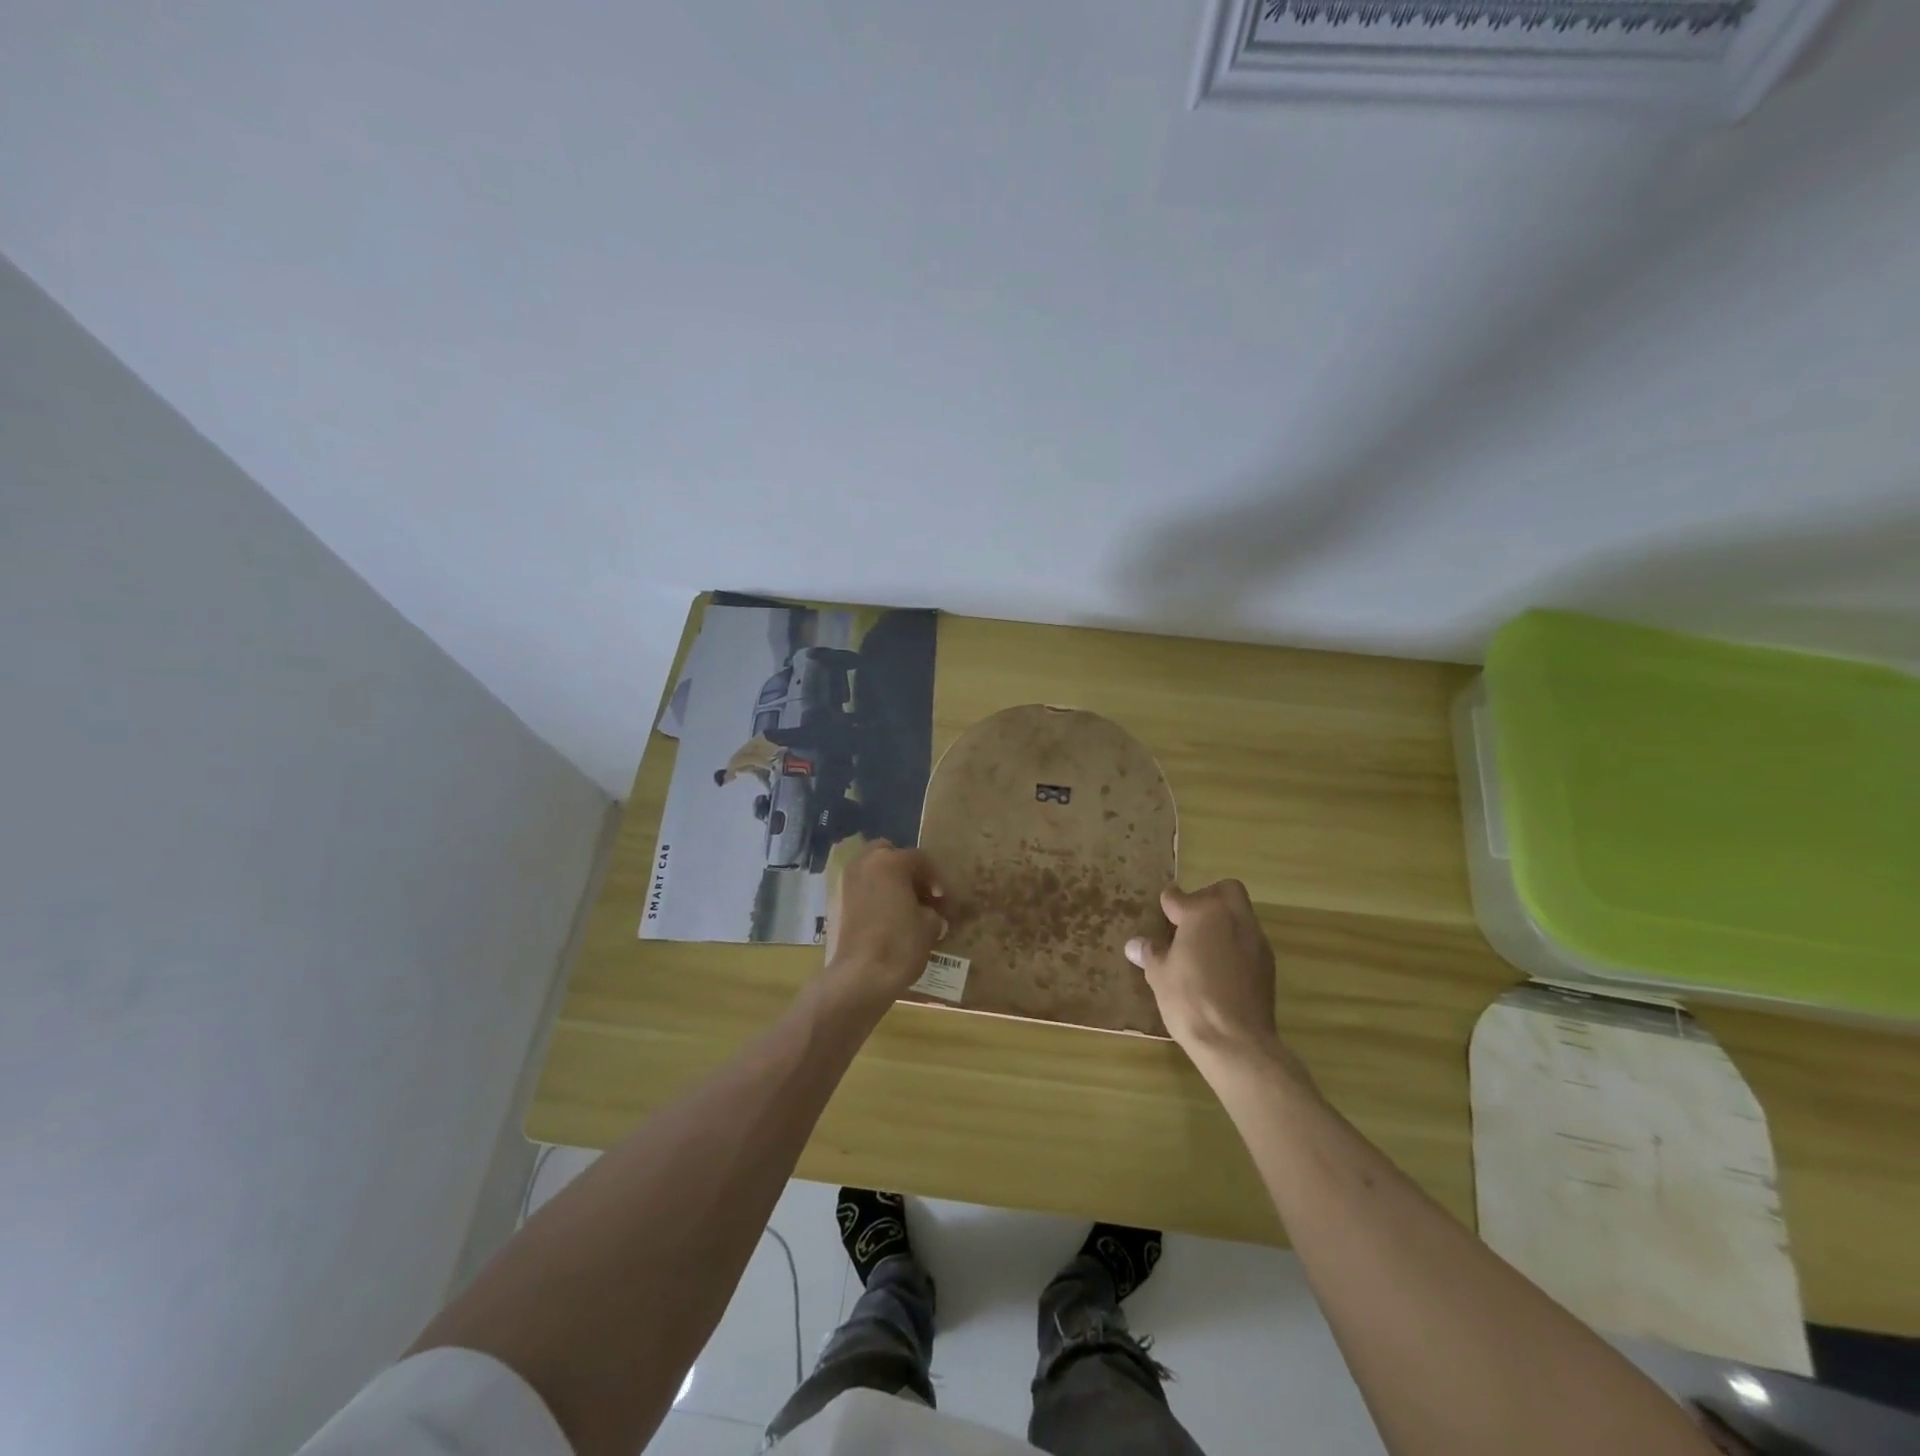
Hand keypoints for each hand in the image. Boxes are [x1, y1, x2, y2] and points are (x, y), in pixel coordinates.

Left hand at [822, 840, 946, 1005]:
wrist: (861, 976)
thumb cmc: (901, 944)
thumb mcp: (929, 925)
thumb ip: (932, 911)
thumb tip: (931, 914)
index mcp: (891, 861)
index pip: (920, 859)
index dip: (936, 878)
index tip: (944, 899)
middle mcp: (866, 863)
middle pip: (889, 853)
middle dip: (906, 869)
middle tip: (921, 892)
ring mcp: (849, 881)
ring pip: (873, 869)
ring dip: (889, 880)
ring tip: (905, 905)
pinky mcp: (839, 901)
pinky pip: (863, 887)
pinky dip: (875, 894)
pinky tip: (888, 915)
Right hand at [1126, 880, 1289, 1071]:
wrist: (1236, 1042)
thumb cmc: (1189, 1000)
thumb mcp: (1159, 975)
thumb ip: (1150, 953)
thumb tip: (1135, 945)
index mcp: (1204, 913)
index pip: (1179, 896)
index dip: (1168, 903)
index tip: (1161, 912)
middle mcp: (1234, 919)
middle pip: (1226, 890)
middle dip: (1207, 897)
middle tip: (1188, 921)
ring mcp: (1256, 941)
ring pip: (1241, 915)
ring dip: (1223, 923)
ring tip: (1202, 948)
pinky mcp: (1268, 965)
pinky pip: (1249, 942)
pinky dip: (1234, 946)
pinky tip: (1219, 969)